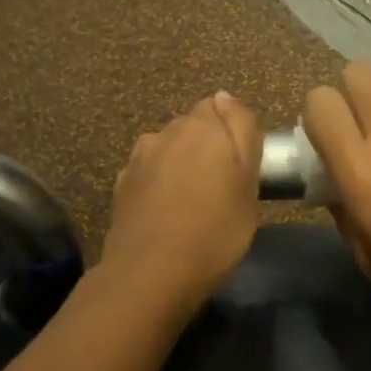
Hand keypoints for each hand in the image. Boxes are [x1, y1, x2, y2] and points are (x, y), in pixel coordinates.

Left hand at [101, 91, 263, 314]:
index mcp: (202, 126)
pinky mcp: (121, 185)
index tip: (242, 165)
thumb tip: (225, 97)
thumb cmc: (215, 231)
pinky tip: (165, 211)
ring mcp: (138, 158)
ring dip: (180, 163)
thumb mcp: (249, 185)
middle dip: (206, 146)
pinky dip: (158, 184)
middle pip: (193, 127)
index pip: (222, 107)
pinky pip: (148, 173)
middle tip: (222, 187)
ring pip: (168, 149)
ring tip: (191, 201)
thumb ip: (241, 133)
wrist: (151, 274)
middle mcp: (166, 131)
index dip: (234, 133)